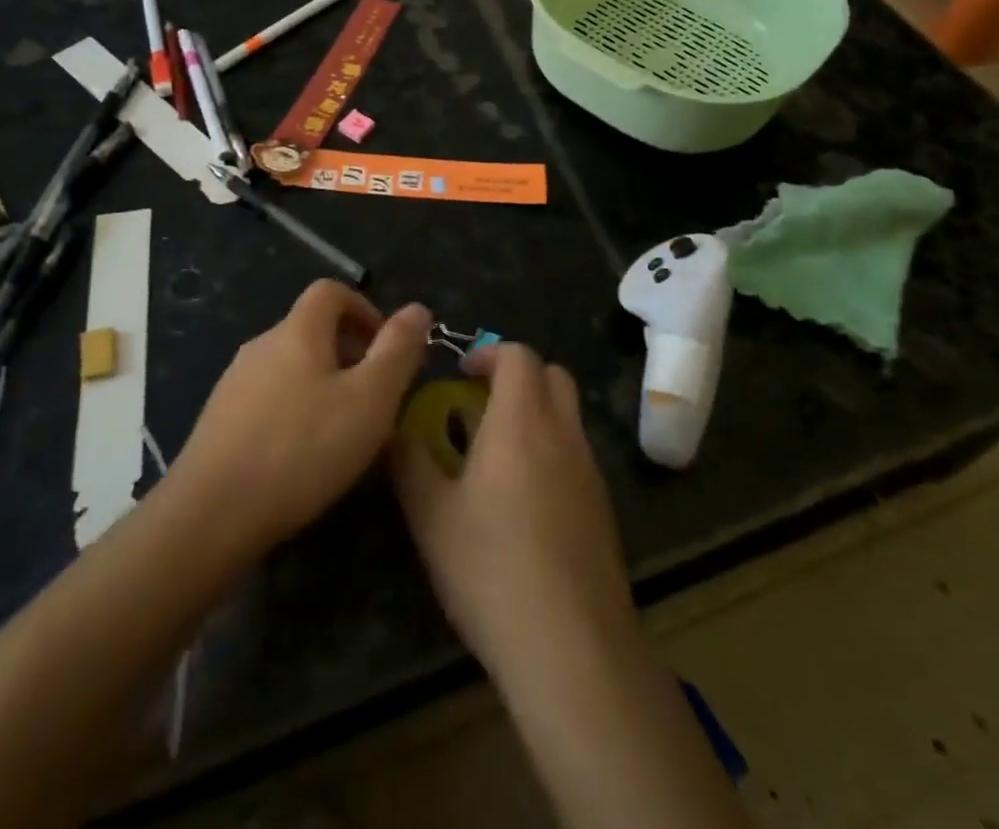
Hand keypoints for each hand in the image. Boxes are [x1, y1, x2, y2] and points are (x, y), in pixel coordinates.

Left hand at [170, 280, 429, 557]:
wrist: (211, 514)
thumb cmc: (302, 449)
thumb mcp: (369, 400)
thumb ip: (397, 351)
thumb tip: (417, 308)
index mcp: (297, 331)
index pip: (330, 291)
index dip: (364, 308)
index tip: (386, 348)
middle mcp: (261, 345)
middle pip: (311, 328)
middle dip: (349, 351)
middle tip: (374, 396)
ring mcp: (234, 382)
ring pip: (290, 365)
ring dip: (323, 383)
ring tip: (343, 430)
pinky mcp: (219, 419)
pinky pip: (268, 397)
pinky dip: (294, 409)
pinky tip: (302, 455)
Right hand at [392, 344, 635, 676]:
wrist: (572, 647)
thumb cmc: (492, 568)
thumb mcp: (431, 515)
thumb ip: (409, 461)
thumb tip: (395, 429)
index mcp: (522, 420)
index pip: (518, 355)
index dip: (488, 352)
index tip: (459, 373)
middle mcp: (563, 433)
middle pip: (553, 374)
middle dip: (517, 375)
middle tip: (479, 402)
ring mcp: (590, 471)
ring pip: (567, 415)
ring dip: (535, 412)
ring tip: (494, 453)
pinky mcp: (603, 508)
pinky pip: (576, 454)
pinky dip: (551, 449)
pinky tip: (523, 500)